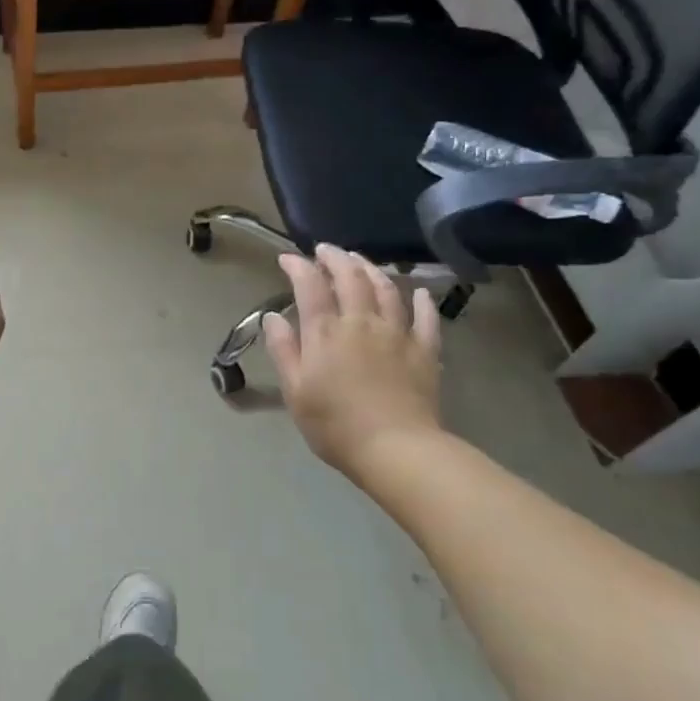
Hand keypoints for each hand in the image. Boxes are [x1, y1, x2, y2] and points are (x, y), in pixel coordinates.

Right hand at [263, 244, 444, 480]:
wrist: (397, 450)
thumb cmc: (335, 425)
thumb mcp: (296, 390)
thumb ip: (284, 350)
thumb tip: (273, 316)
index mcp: (326, 332)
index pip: (310, 286)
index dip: (298, 266)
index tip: (287, 258)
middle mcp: (361, 322)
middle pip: (351, 278)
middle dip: (336, 258)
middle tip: (325, 250)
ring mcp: (397, 334)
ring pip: (386, 289)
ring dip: (371, 269)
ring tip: (360, 261)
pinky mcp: (424, 351)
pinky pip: (425, 318)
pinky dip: (421, 302)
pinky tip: (418, 293)